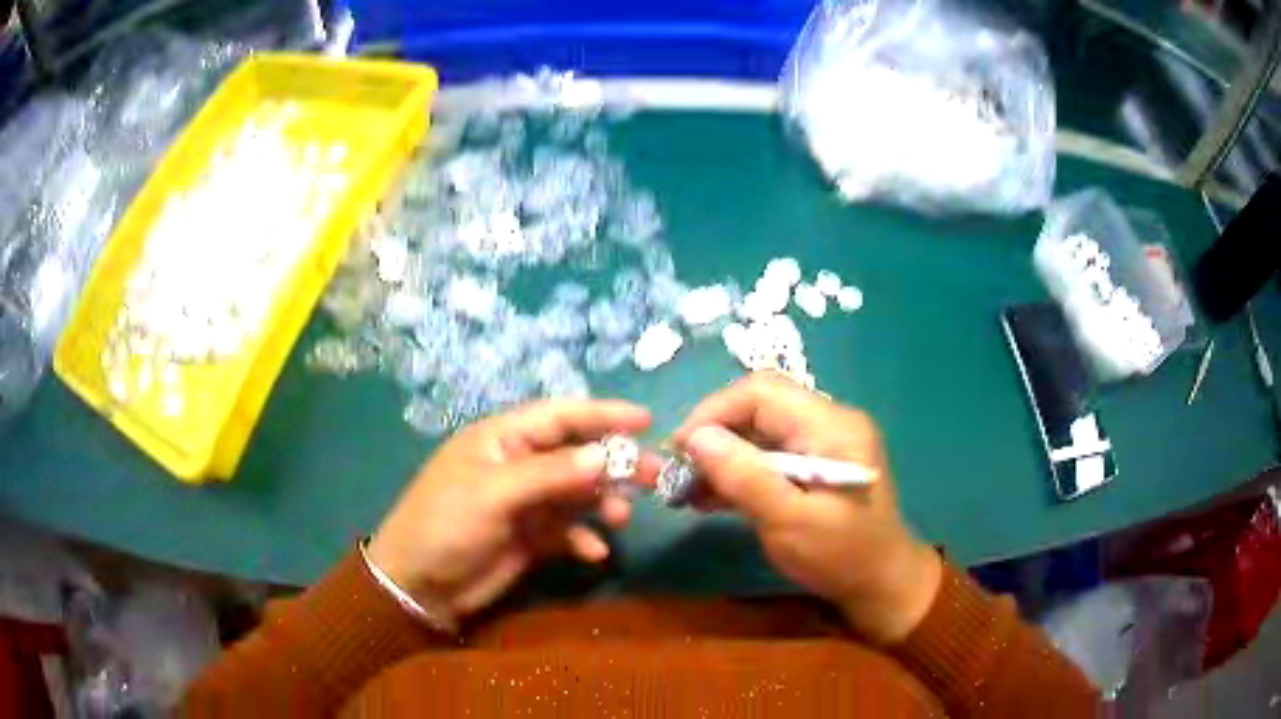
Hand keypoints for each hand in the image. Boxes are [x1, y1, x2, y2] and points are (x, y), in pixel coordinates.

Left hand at [368, 399, 657, 621]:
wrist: (419, 587)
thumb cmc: (445, 525)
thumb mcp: (494, 494)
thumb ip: (550, 474)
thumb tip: (605, 454)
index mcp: (502, 439)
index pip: (560, 416)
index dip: (603, 414)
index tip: (646, 420)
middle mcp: (518, 465)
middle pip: (577, 454)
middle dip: (614, 463)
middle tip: (655, 475)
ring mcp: (526, 503)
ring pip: (577, 492)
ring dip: (602, 501)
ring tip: (620, 517)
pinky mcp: (531, 537)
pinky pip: (568, 530)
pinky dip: (584, 538)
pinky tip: (593, 552)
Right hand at [673, 373, 941, 644]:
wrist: (881, 585)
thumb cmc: (841, 557)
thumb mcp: (789, 522)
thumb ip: (745, 477)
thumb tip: (694, 437)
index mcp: (832, 425)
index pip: (762, 392)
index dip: (714, 412)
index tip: (679, 449)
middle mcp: (829, 422)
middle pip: (758, 406)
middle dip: (714, 433)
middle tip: (680, 470)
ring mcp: (823, 443)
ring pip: (759, 431)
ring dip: (722, 455)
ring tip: (687, 488)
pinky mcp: (815, 464)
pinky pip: (768, 454)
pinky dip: (739, 471)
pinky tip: (711, 496)